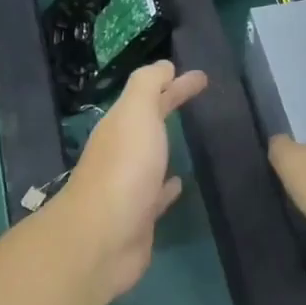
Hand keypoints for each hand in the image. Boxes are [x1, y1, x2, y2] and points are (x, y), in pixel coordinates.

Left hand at [53, 60, 207, 297]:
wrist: (103, 238)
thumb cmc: (124, 168)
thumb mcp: (136, 113)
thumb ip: (148, 85)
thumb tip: (164, 66)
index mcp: (120, 125)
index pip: (150, 94)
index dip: (174, 82)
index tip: (202, 76)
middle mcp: (122, 151)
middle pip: (150, 121)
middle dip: (171, 104)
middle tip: (201, 92)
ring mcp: (129, 185)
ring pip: (152, 156)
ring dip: (167, 144)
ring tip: (189, 136)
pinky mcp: (140, 216)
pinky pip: (158, 194)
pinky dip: (168, 186)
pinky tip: (179, 183)